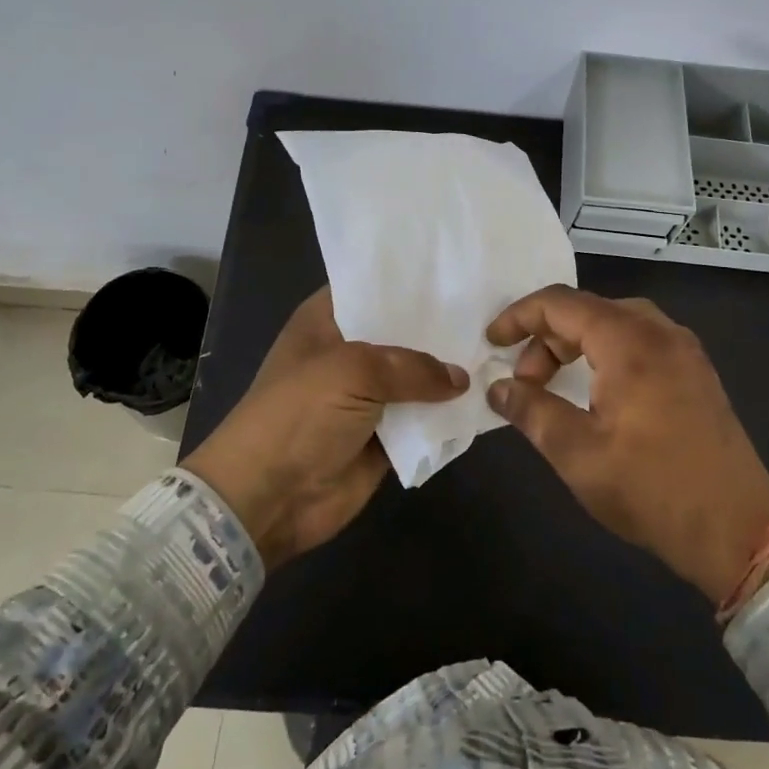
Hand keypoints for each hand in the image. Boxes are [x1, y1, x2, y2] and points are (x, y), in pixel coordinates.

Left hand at [188, 287, 468, 569]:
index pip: (372, 288)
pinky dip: (445, 414)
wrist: (270, 497)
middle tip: (490, 312)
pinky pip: (421, 419)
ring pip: (415, 377)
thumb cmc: (300, 414)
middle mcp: (348, 352)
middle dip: (439, 326)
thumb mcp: (354, 371)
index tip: (454, 271)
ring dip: (448, 372)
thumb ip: (412, 367)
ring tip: (498, 350)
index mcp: (326, 321)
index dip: (409, 281)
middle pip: (401, 332)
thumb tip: (460, 378)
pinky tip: (485, 396)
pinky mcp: (382, 436)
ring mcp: (365, 396)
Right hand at [485, 286, 768, 602]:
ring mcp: (685, 351)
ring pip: (616, 323)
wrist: (740, 531)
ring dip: (577, 345)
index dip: (519, 316)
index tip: (492, 342)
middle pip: (588, 310)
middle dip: (546, 338)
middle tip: (526, 382)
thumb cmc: (652, 490)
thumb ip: (532, 411)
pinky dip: (607, 353)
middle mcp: (660, 332)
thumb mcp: (578, 454)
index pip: (561, 303)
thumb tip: (498, 388)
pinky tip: (598, 393)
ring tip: (556, 387)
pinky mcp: (698, 373)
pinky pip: (641, 341)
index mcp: (629, 342)